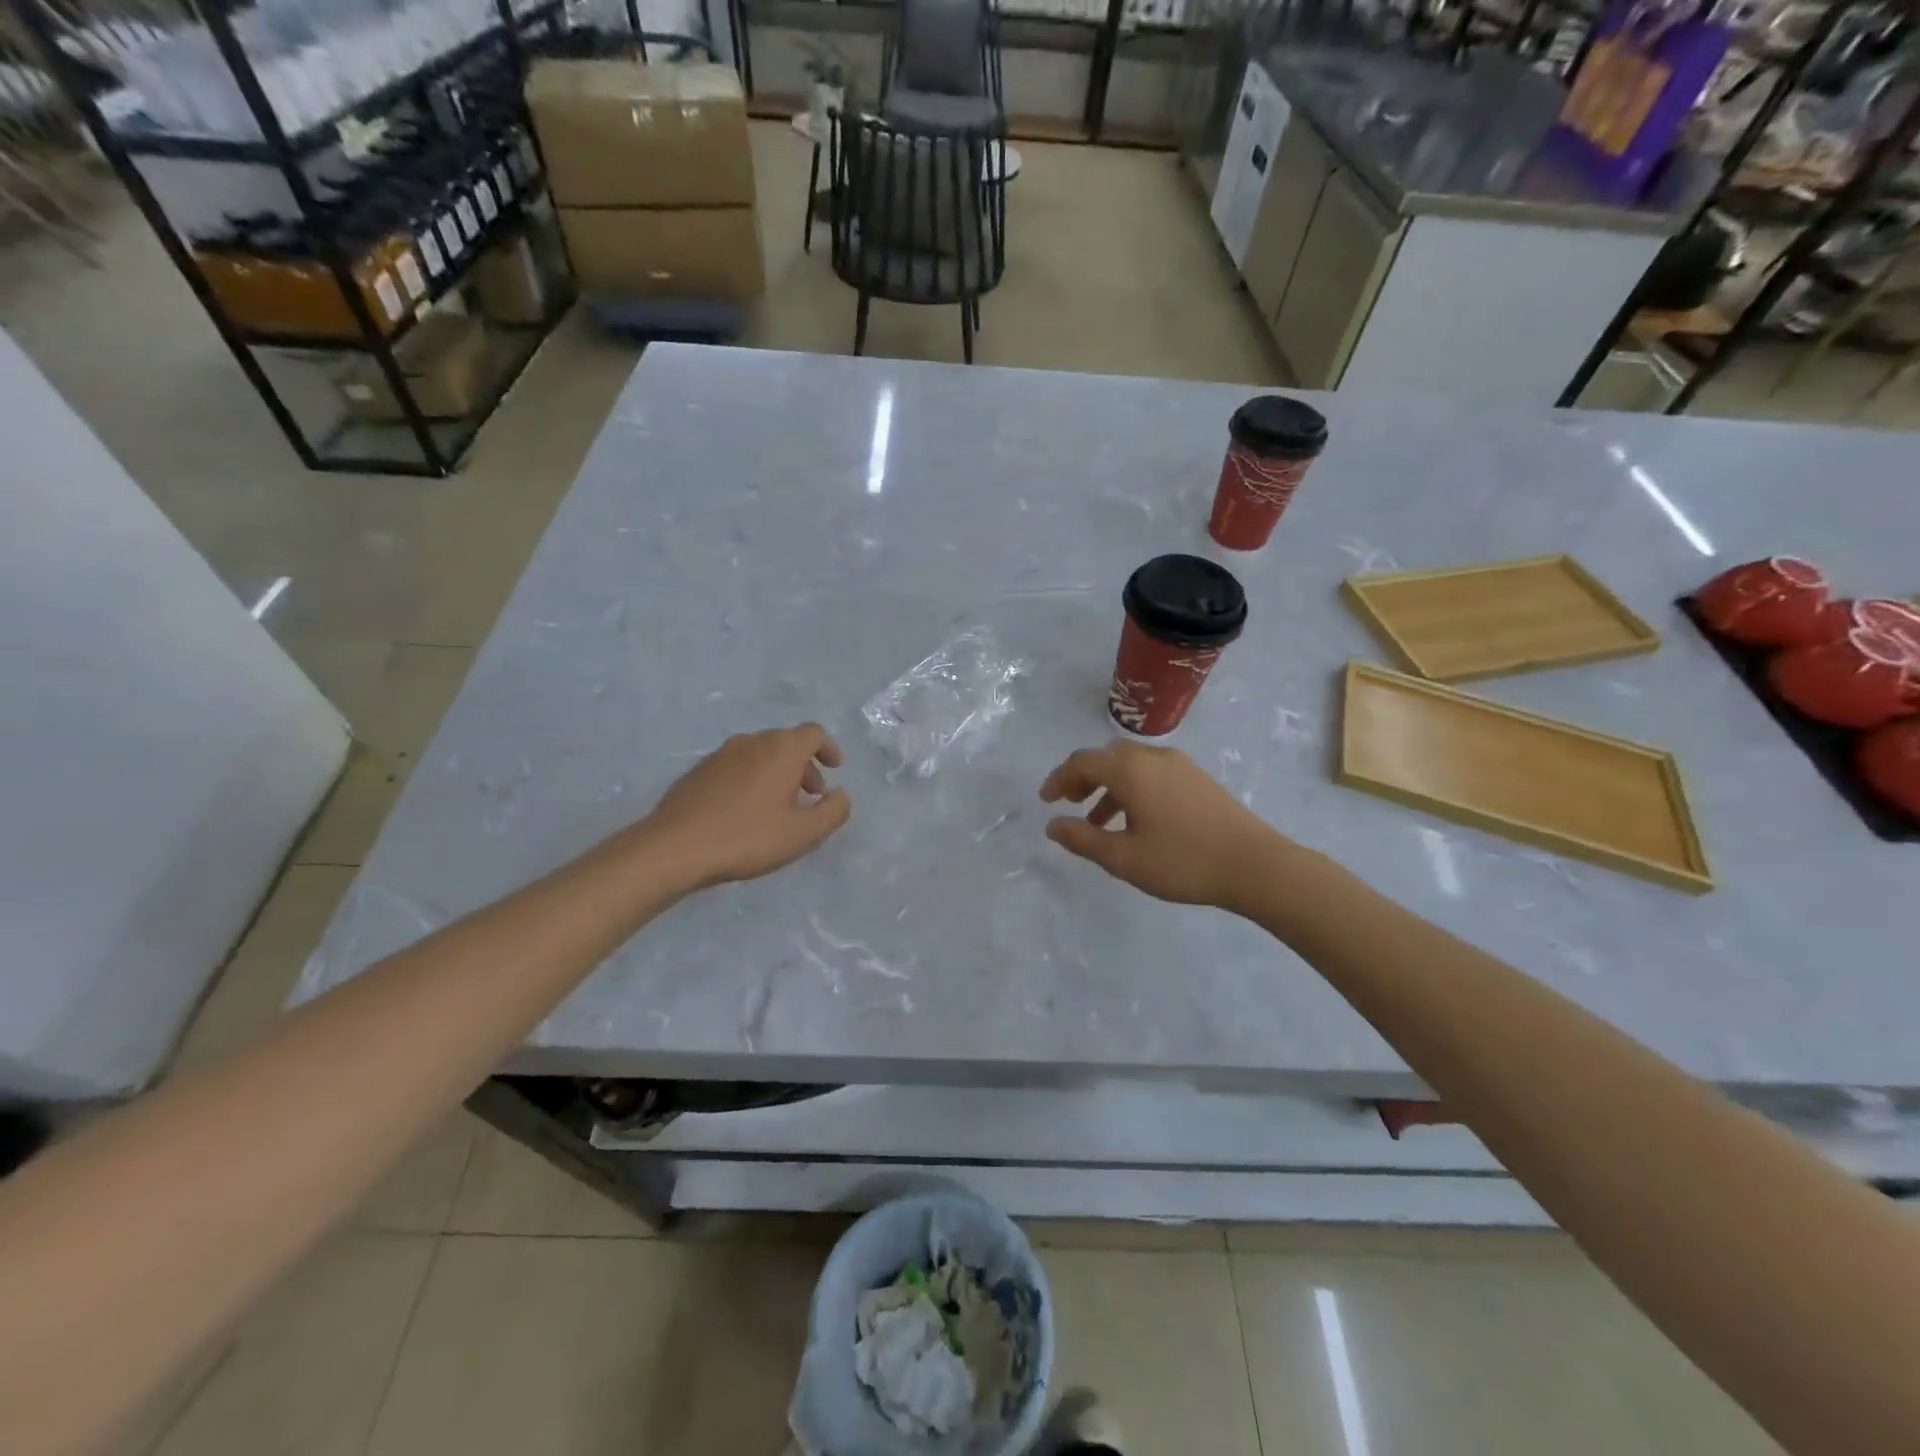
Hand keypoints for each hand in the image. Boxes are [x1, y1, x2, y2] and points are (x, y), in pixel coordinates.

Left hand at [641, 723, 851, 889]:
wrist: (675, 848)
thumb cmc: (748, 837)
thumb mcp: (803, 833)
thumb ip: (833, 812)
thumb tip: (841, 795)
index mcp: (781, 749)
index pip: (813, 733)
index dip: (828, 748)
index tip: (835, 769)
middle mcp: (751, 742)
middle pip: (786, 742)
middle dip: (804, 765)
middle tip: (811, 795)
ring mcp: (720, 755)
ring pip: (759, 754)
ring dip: (777, 773)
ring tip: (779, 806)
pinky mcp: (698, 772)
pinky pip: (736, 767)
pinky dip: (751, 779)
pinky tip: (745, 812)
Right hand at [1039, 740, 1283, 910]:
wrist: (1255, 865)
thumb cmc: (1182, 861)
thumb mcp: (1123, 858)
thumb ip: (1082, 839)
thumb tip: (1052, 825)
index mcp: (1130, 770)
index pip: (1082, 762)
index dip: (1059, 779)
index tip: (1046, 801)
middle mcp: (1152, 757)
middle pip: (1106, 756)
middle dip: (1083, 777)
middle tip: (1070, 804)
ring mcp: (1178, 765)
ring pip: (1130, 764)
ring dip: (1108, 786)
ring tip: (1099, 822)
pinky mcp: (1197, 778)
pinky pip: (1151, 773)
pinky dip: (1131, 788)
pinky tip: (1136, 821)